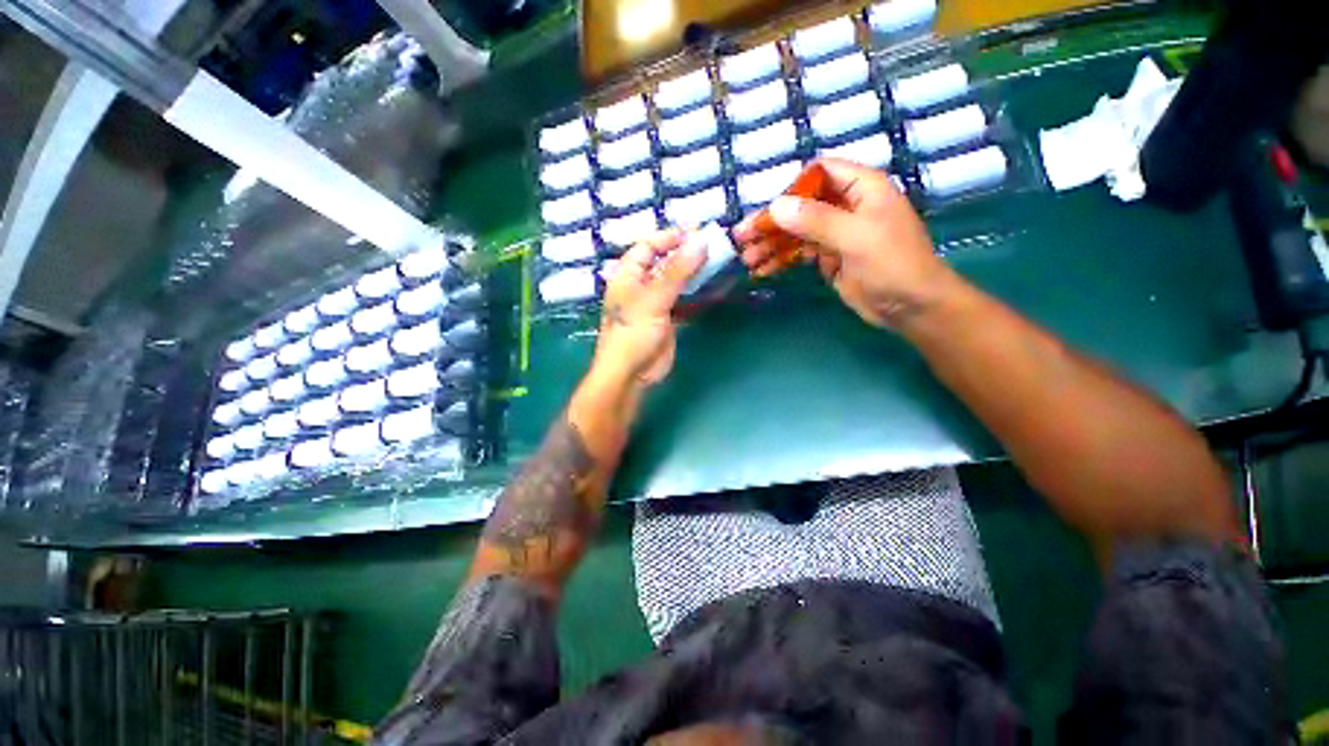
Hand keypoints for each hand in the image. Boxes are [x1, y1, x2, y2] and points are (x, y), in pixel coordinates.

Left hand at [593, 228, 705, 384]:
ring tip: (717, 262)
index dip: (669, 237)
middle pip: (663, 262)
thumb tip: (700, 242)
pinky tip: (713, 287)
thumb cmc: (634, 332)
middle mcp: (640, 285)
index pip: (648, 246)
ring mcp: (654, 303)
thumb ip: (677, 271)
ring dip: (693, 272)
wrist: (631, 373)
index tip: (696, 232)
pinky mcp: (667, 319)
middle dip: (685, 253)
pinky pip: (683, 300)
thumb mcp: (654, 299)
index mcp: (628, 275)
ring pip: (675, 281)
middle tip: (713, 246)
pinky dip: (696, 293)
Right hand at [734, 158, 962, 331]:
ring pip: (795, 232)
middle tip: (742, 240)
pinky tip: (762, 270)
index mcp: (860, 188)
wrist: (910, 307)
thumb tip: (775, 206)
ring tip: (747, 260)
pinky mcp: (828, 258)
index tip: (767, 212)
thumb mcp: (856, 238)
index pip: (819, 174)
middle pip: (800, 206)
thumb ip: (816, 220)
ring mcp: (835, 233)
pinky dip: (781, 260)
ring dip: (771, 245)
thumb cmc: (893, 265)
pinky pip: (798, 253)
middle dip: (771, 223)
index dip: (791, 189)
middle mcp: (845, 206)